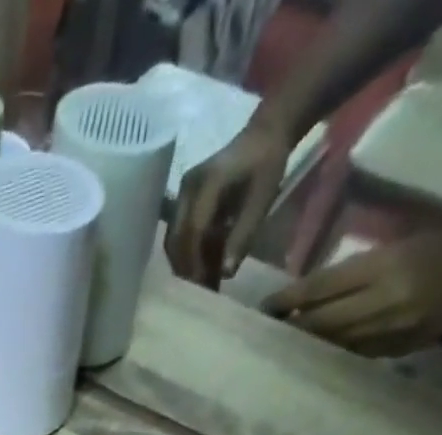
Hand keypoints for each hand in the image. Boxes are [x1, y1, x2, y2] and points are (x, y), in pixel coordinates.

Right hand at [167, 123, 294, 287]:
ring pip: (174, 241)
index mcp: (207, 182)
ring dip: (186, 264)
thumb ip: (243, 235)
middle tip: (202, 291)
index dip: (195, 262)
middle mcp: (186, 189)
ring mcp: (182, 196)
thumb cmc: (267, 164)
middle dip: (186, 268)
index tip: (204, 285)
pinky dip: (190, 254)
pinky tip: (204, 267)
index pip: (192, 231)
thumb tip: (226, 273)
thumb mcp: (261, 199)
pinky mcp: (184, 203)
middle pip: (176, 240)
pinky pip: (180, 235)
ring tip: (204, 282)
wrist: (264, 135)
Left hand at [262, 231, 441, 355]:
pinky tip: (312, 355)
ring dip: (306, 346)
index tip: (265, 308)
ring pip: (333, 344)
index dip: (289, 300)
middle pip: (322, 322)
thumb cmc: (438, 249)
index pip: (323, 288)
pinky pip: (352, 355)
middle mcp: (386, 302)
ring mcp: (392, 332)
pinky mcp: (396, 352)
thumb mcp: (394, 249)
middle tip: (266, 333)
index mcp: (386, 266)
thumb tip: (301, 299)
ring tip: (281, 347)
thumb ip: (349, 275)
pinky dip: (330, 354)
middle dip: (291, 329)